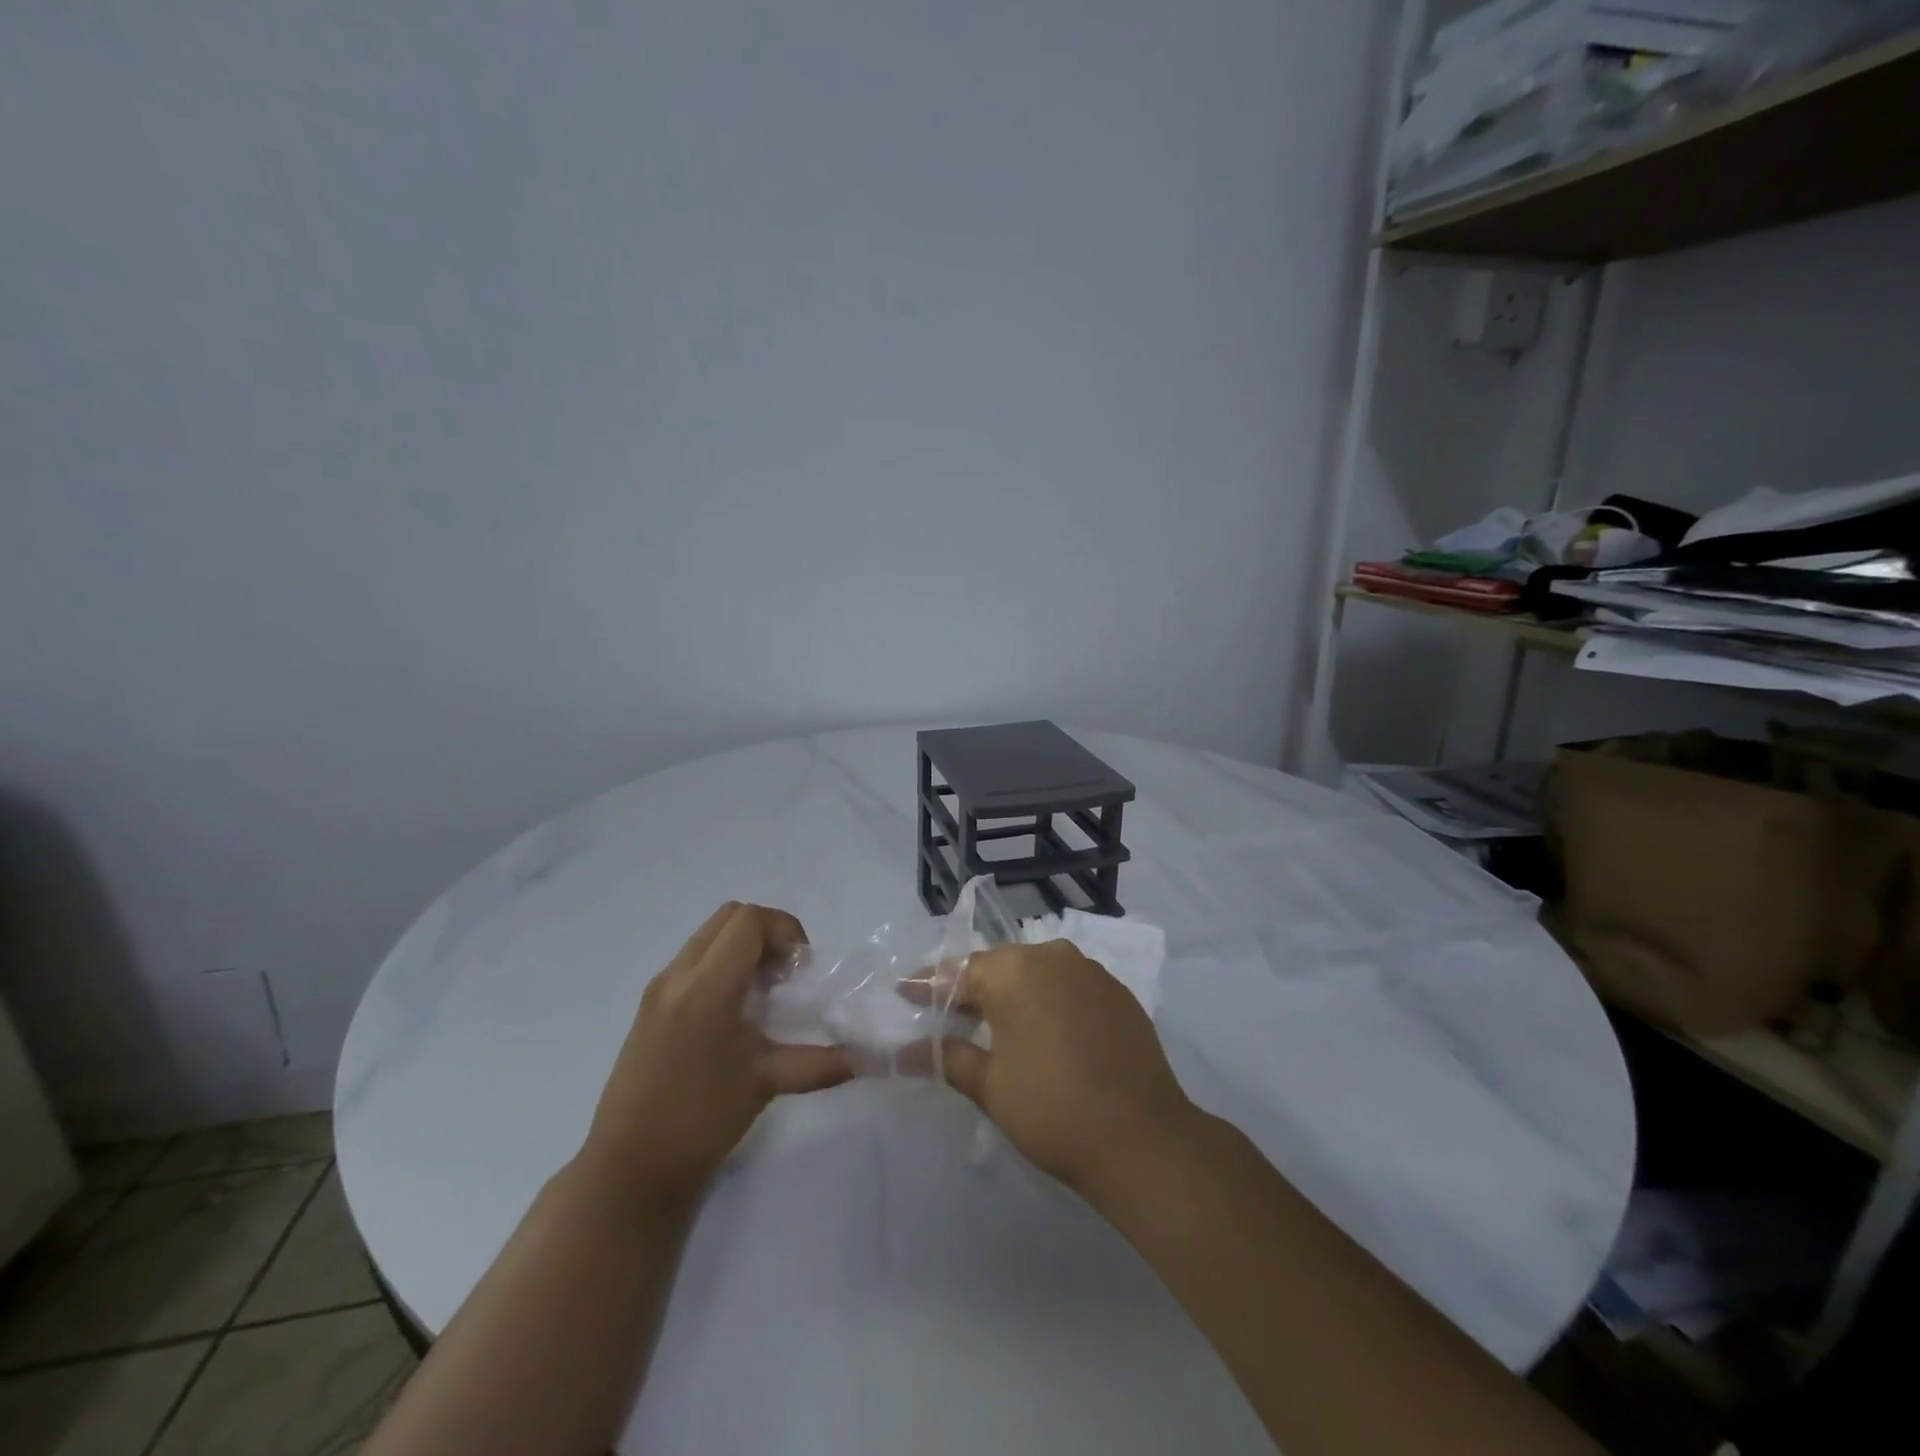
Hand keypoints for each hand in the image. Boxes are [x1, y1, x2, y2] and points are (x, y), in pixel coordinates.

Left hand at [581, 903, 853, 1206]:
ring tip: (763, 993)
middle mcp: (678, 975)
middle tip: (786, 975)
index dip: (785, 931)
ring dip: (744, 947)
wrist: (629, 1167)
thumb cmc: (701, 1121)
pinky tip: (735, 1012)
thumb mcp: (767, 1083)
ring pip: (709, 935)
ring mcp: (659, 988)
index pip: (749, 921)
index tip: (800, 970)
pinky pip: (693, 959)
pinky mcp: (650, 1005)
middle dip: (767, 933)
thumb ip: (821, 1062)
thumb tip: (868, 1057)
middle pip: (729, 916)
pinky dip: (722, 964)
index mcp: (706, 988)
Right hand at [927, 939, 1199, 1198]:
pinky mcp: (1117, 991)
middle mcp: (1052, 955)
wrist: (1142, 1138)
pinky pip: (1069, 984)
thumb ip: (947, 1057)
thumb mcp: (990, 1085)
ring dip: (1013, 992)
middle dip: (972, 989)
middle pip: (999, 966)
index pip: (958, 972)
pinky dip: (1049, 999)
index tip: (906, 994)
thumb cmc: (1052, 1110)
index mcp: (1014, 970)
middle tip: (949, 1016)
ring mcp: (1090, 970)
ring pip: (1036, 972)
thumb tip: (904, 1051)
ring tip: (995, 1024)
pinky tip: (1045, 1029)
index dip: (929, 986)